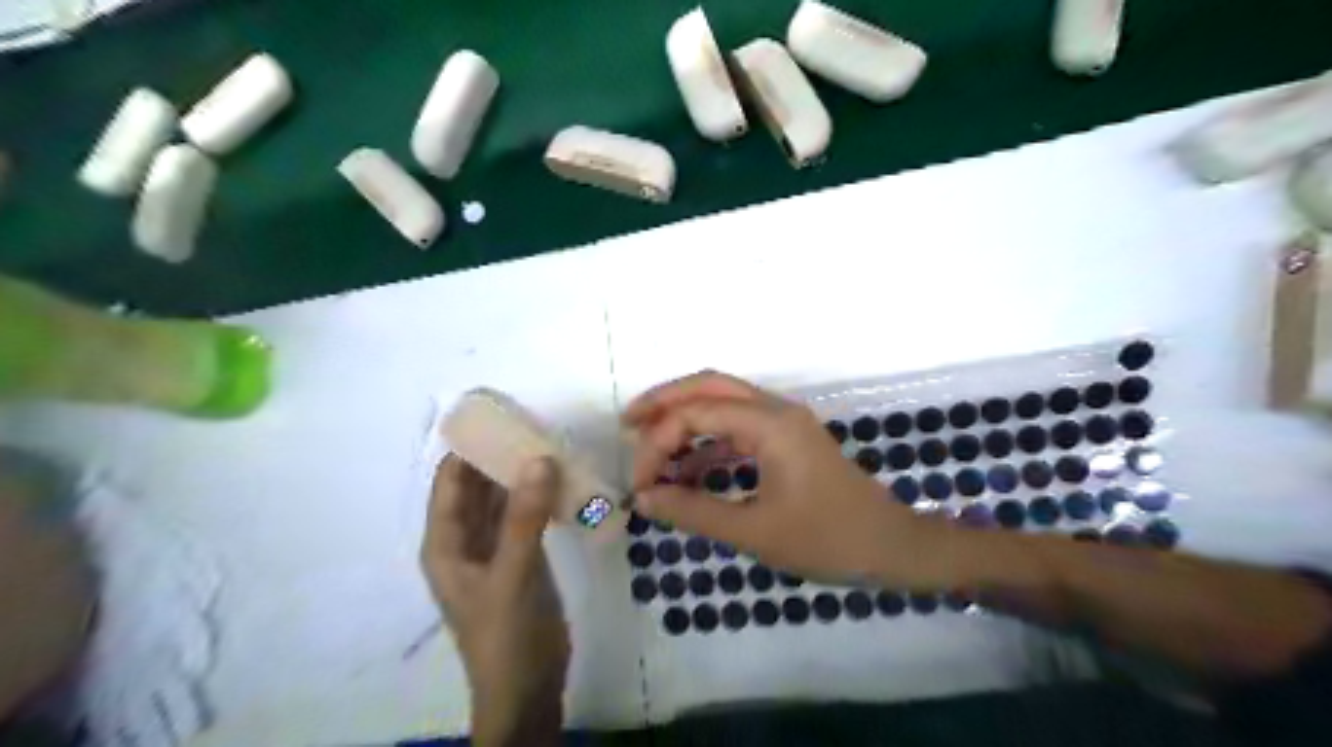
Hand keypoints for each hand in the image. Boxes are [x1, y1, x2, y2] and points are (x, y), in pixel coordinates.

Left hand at [419, 453, 566, 743]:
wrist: (528, 687)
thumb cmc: (505, 633)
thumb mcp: (512, 573)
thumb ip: (524, 517)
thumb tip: (539, 458)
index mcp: (446, 543)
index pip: (450, 481)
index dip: (469, 448)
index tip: (499, 416)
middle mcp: (465, 540)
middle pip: (477, 487)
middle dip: (500, 456)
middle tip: (534, 425)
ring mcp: (495, 550)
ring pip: (504, 500)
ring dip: (521, 475)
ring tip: (551, 443)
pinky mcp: (521, 559)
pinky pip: (526, 517)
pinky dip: (539, 498)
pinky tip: (562, 481)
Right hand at [626, 368, 958, 588]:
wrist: (893, 547)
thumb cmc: (828, 539)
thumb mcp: (755, 531)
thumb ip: (695, 511)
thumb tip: (646, 498)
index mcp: (769, 423)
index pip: (696, 414)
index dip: (658, 443)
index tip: (642, 484)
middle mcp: (775, 410)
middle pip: (709, 386)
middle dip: (665, 401)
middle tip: (628, 424)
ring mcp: (784, 423)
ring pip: (724, 403)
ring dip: (687, 420)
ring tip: (651, 446)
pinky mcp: (788, 441)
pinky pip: (739, 428)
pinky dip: (709, 442)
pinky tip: (689, 469)